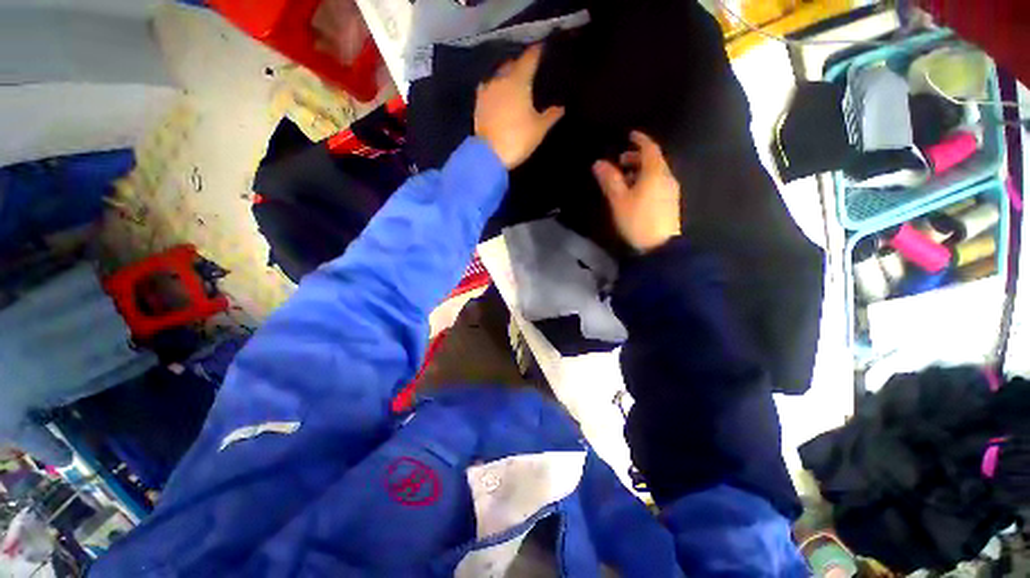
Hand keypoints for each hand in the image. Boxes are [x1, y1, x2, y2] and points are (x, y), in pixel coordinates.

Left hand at [474, 45, 564, 169]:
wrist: (489, 155)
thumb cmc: (517, 139)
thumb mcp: (539, 129)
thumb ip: (551, 115)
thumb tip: (561, 107)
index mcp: (518, 80)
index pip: (530, 58)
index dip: (537, 52)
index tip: (543, 49)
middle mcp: (501, 79)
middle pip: (512, 63)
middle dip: (521, 63)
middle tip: (529, 68)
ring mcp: (487, 90)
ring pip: (498, 74)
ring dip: (506, 74)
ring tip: (514, 80)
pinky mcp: (478, 103)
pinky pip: (488, 87)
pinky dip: (495, 87)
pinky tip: (498, 93)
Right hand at [592, 132, 681, 253]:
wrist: (660, 247)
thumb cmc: (637, 220)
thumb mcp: (619, 200)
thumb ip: (610, 180)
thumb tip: (598, 163)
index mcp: (655, 173)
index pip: (650, 148)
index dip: (640, 140)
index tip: (630, 135)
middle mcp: (666, 177)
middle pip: (653, 160)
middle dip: (637, 157)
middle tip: (620, 161)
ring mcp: (670, 190)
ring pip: (656, 173)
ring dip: (640, 170)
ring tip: (624, 179)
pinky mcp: (670, 202)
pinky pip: (658, 183)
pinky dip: (646, 181)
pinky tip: (635, 193)